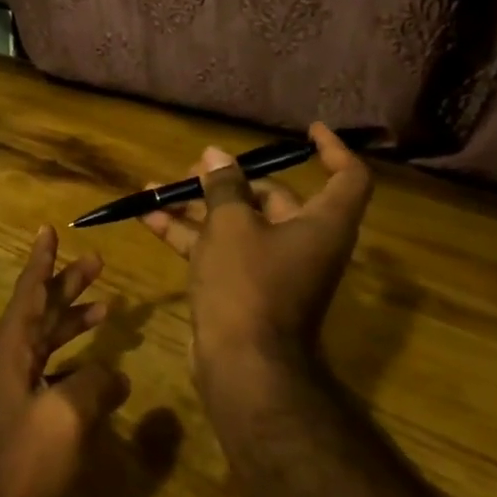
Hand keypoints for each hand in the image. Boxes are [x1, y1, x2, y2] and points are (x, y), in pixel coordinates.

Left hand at [0, 227, 130, 496]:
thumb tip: (115, 374)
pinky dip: (76, 366)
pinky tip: (103, 374)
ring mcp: (10, 391)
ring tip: (109, 308)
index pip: (29, 291)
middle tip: (98, 263)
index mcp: (8, 348)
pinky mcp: (19, 419)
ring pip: (46, 342)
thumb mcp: (65, 417)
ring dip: (75, 324)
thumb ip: (94, 385)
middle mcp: (5, 361)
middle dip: (68, 286)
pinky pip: (50, 375)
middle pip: (41, 311)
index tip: (49, 230)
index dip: (43, 260)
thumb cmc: (19, 464)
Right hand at [142, 122, 370, 398]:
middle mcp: (303, 242)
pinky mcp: (244, 288)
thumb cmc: (248, 284)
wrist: (243, 366)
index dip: (332, 149)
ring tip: (156, 188)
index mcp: (321, 224)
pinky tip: (148, 216)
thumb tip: (215, 157)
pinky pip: (218, 249)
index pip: (347, 177)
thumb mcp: (231, 225)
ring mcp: (272, 268)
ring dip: (198, 206)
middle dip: (230, 180)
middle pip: (274, 198)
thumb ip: (223, 186)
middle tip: (193, 168)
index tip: (308, 131)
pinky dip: (189, 233)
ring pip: (237, 224)